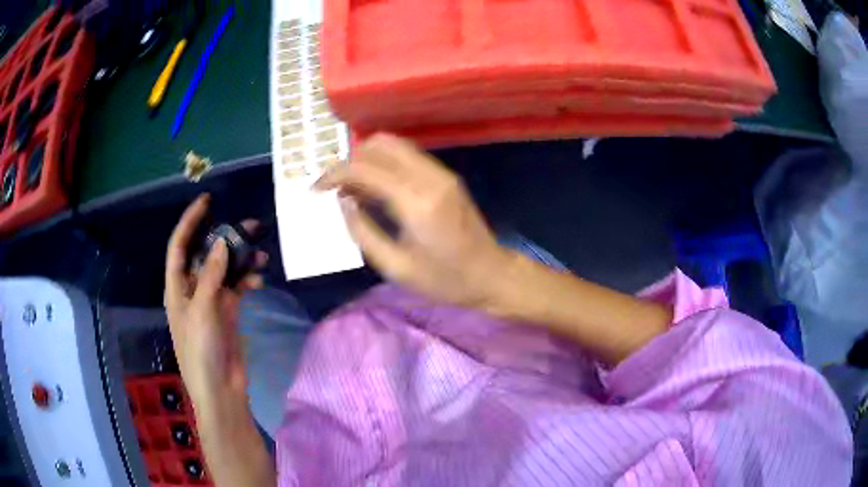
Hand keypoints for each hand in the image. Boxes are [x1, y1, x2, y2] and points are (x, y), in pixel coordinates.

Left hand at [164, 195, 265, 405]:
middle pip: (206, 254)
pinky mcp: (228, 312)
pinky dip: (248, 280)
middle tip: (251, 224)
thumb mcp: (201, 311)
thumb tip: (222, 243)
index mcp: (177, 287)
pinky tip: (259, 280)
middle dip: (225, 237)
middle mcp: (192, 289)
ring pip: (225, 269)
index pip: (179, 246)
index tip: (207, 201)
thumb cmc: (201, 351)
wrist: (221, 389)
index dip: (190, 222)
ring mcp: (211, 300)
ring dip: (241, 259)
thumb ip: (210, 276)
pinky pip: (238, 287)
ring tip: (261, 252)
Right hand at [314, 134, 511, 308]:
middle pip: (380, 144)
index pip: (365, 169)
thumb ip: (363, 231)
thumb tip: (343, 201)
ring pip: (395, 145)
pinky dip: (385, 163)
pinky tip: (375, 188)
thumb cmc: (444, 280)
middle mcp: (429, 177)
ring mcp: (441, 173)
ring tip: (352, 188)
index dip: (335, 174)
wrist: (492, 275)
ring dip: (367, 158)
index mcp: (416, 202)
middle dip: (350, 160)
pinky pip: (408, 156)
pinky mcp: (446, 176)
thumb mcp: (396, 267)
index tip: (317, 189)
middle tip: (336, 188)